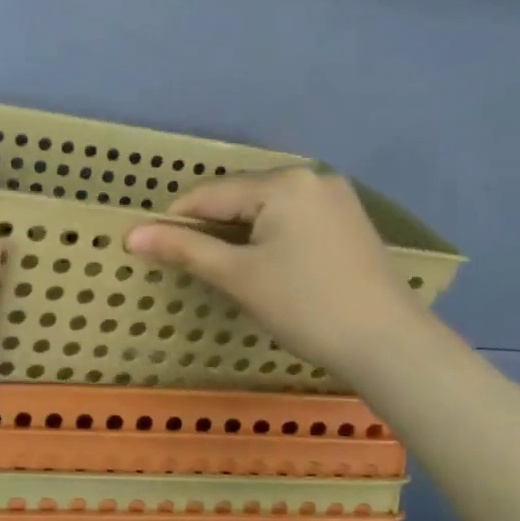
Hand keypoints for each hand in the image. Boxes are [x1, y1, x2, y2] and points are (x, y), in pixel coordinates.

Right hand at [124, 168, 415, 381]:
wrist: (388, 344)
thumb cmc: (304, 306)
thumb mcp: (237, 276)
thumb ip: (184, 249)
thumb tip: (130, 235)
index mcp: (283, 183)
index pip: (210, 193)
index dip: (175, 220)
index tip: (149, 247)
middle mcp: (312, 177)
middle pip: (240, 196)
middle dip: (210, 226)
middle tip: (189, 264)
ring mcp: (336, 198)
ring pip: (267, 208)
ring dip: (239, 232)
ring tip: (223, 267)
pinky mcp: (350, 220)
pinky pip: (293, 218)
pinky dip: (270, 236)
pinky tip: (265, 264)